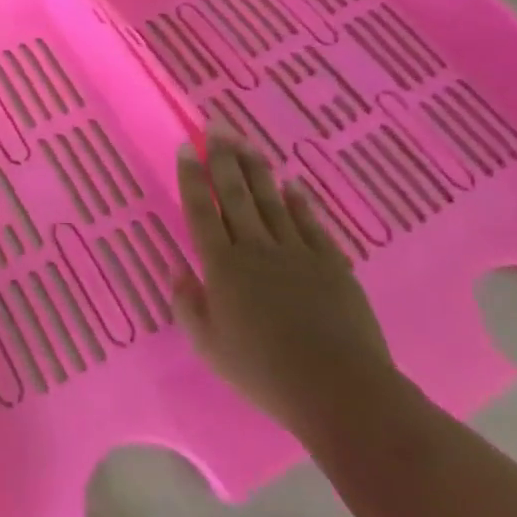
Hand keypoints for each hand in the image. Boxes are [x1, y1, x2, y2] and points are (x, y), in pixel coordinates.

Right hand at [169, 137, 400, 437]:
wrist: (338, 388)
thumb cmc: (263, 371)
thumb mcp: (208, 345)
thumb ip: (188, 304)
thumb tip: (178, 270)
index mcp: (221, 265)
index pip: (201, 210)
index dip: (192, 177)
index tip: (186, 148)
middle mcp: (255, 248)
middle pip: (235, 194)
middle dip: (223, 158)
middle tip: (216, 127)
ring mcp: (296, 253)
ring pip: (271, 201)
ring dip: (257, 170)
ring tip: (246, 142)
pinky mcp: (331, 265)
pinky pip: (311, 225)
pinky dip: (300, 203)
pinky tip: (293, 185)